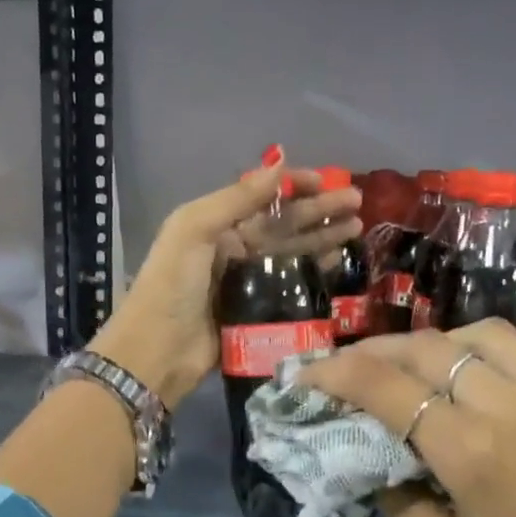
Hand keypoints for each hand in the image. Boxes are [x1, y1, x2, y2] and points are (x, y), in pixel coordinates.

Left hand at [89, 163, 361, 407]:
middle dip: (320, 211)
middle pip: (284, 224)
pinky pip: (292, 287)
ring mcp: (248, 282)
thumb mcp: (194, 229)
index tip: (327, 180)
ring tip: (357, 228)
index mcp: (216, 225)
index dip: (295, 187)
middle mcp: (233, 249)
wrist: (158, 350)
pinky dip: (315, 274)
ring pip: (293, 253)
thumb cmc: (172, 284)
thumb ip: (237, 198)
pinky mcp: (259, 313)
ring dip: (323, 238)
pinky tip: (338, 263)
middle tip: (358, 202)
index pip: (263, 199)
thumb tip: (280, 166)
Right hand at [294, 322, 515, 516]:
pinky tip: (494, 403)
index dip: (336, 373)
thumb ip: (403, 503)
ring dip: (441, 345)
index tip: (308, 375)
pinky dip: (499, 371)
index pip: (387, 387)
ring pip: (487, 336)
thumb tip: (379, 463)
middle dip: (380, 350)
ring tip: (421, 370)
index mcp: (475, 453)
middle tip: (355, 368)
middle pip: (431, 347)